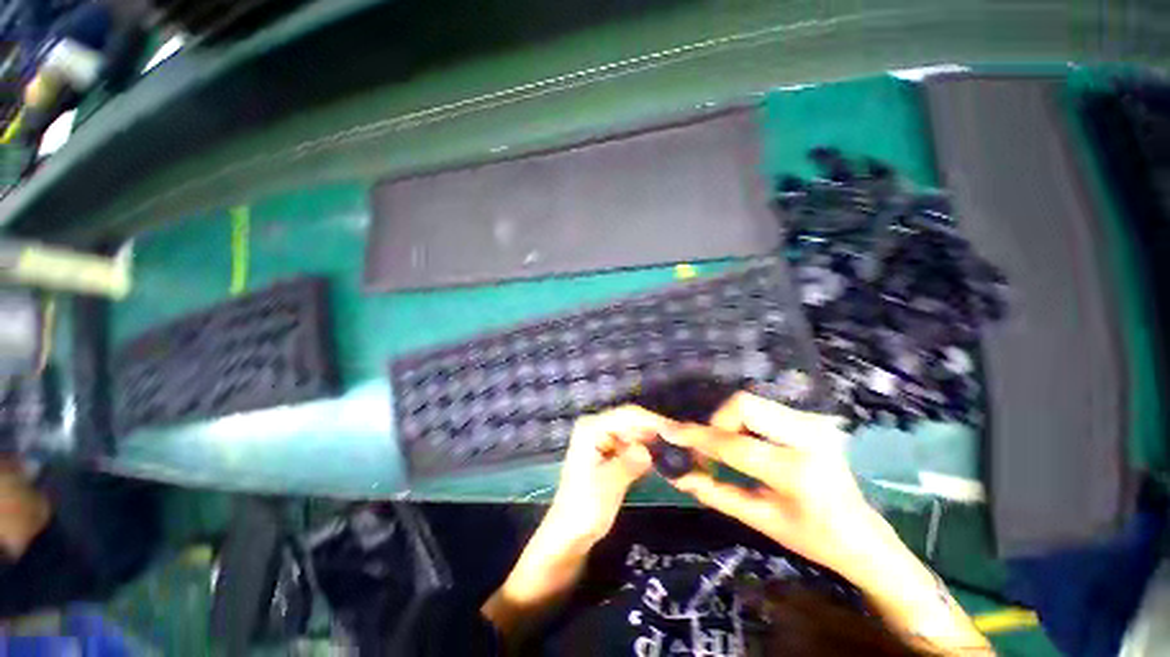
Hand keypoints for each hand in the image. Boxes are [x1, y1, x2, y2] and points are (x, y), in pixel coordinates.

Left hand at [483, 406, 672, 647]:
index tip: (680, 433)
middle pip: (634, 422)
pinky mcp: (611, 454)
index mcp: (592, 427)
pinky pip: (635, 446)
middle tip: (688, 444)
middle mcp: (598, 427)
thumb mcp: (609, 484)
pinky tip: (667, 459)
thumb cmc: (584, 508)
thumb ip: (630, 461)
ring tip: (684, 451)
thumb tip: (651, 449)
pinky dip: (650, 452)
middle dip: (659, 431)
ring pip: (637, 433)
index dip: (655, 421)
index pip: (629, 415)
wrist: (569, 534)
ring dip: (657, 441)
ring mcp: (604, 439)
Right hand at [664, 392, 881, 573]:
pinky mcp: (812, 419)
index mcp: (796, 472)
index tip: (670, 433)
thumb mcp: (759, 520)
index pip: (732, 445)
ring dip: (730, 422)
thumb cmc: (812, 537)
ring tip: (729, 449)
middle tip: (712, 448)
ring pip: (751, 402)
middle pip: (743, 404)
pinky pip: (764, 408)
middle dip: (718, 422)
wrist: (863, 534)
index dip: (696, 438)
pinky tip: (748, 444)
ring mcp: (814, 423)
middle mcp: (808, 438)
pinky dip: (744, 422)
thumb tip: (676, 474)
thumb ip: (714, 492)